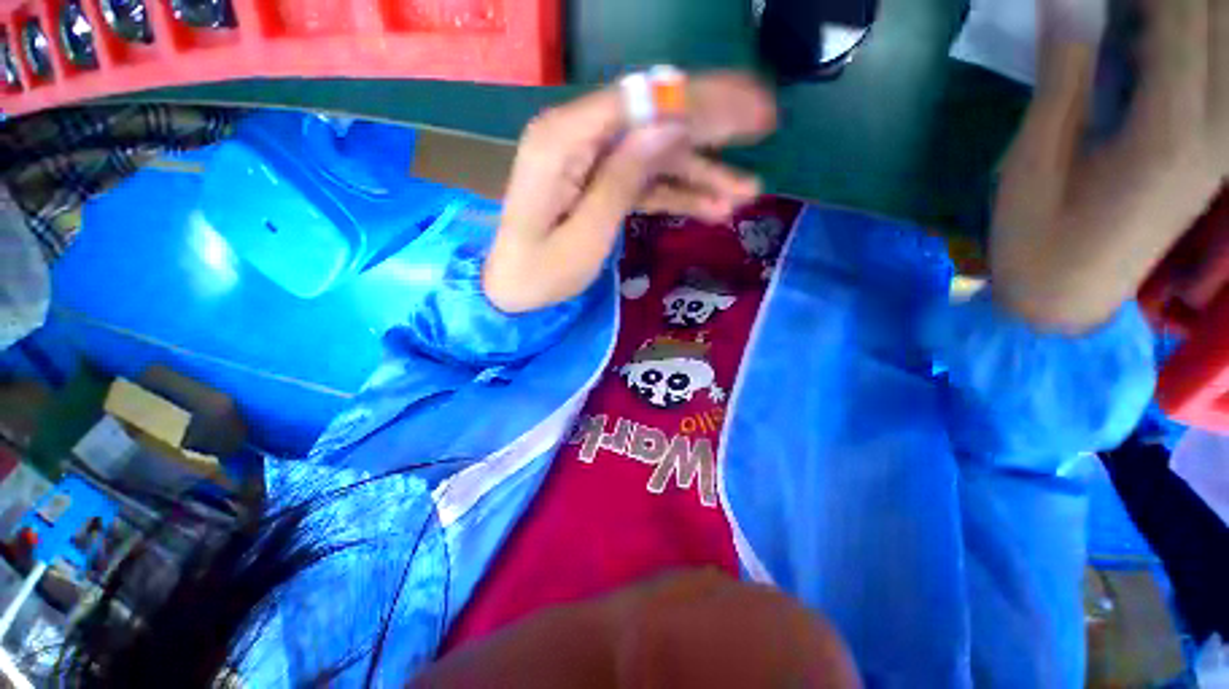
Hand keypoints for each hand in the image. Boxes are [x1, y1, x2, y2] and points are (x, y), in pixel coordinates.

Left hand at [483, 72, 776, 313]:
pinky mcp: (600, 183)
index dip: (697, 99)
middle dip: (710, 125)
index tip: (748, 106)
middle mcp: (577, 136)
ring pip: (655, 155)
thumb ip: (622, 179)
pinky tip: (712, 207)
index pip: (639, 100)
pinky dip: (677, 193)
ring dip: (700, 173)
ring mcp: (590, 160)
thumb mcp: (585, 234)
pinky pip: (644, 182)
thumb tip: (669, 126)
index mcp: (563, 140)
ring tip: (745, 192)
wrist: (511, 290)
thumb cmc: (540, 272)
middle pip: (653, 118)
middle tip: (763, 124)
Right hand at [992, 0, 1228, 331]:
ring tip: (1141, 24)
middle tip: (1118, 12)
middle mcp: (1215, 130)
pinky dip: (1201, 44)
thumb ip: (1063, 76)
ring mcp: (1223, 143)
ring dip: (1195, 22)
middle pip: (1217, 26)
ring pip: (1227, 49)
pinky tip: (1164, 40)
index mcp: (1168, 132)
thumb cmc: (1036, 237)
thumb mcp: (1034, 160)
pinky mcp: (1217, 152)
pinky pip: (1224, 78)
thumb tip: (1066, 0)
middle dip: (1179, 8)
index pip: (1182, 16)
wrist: (1066, 298)